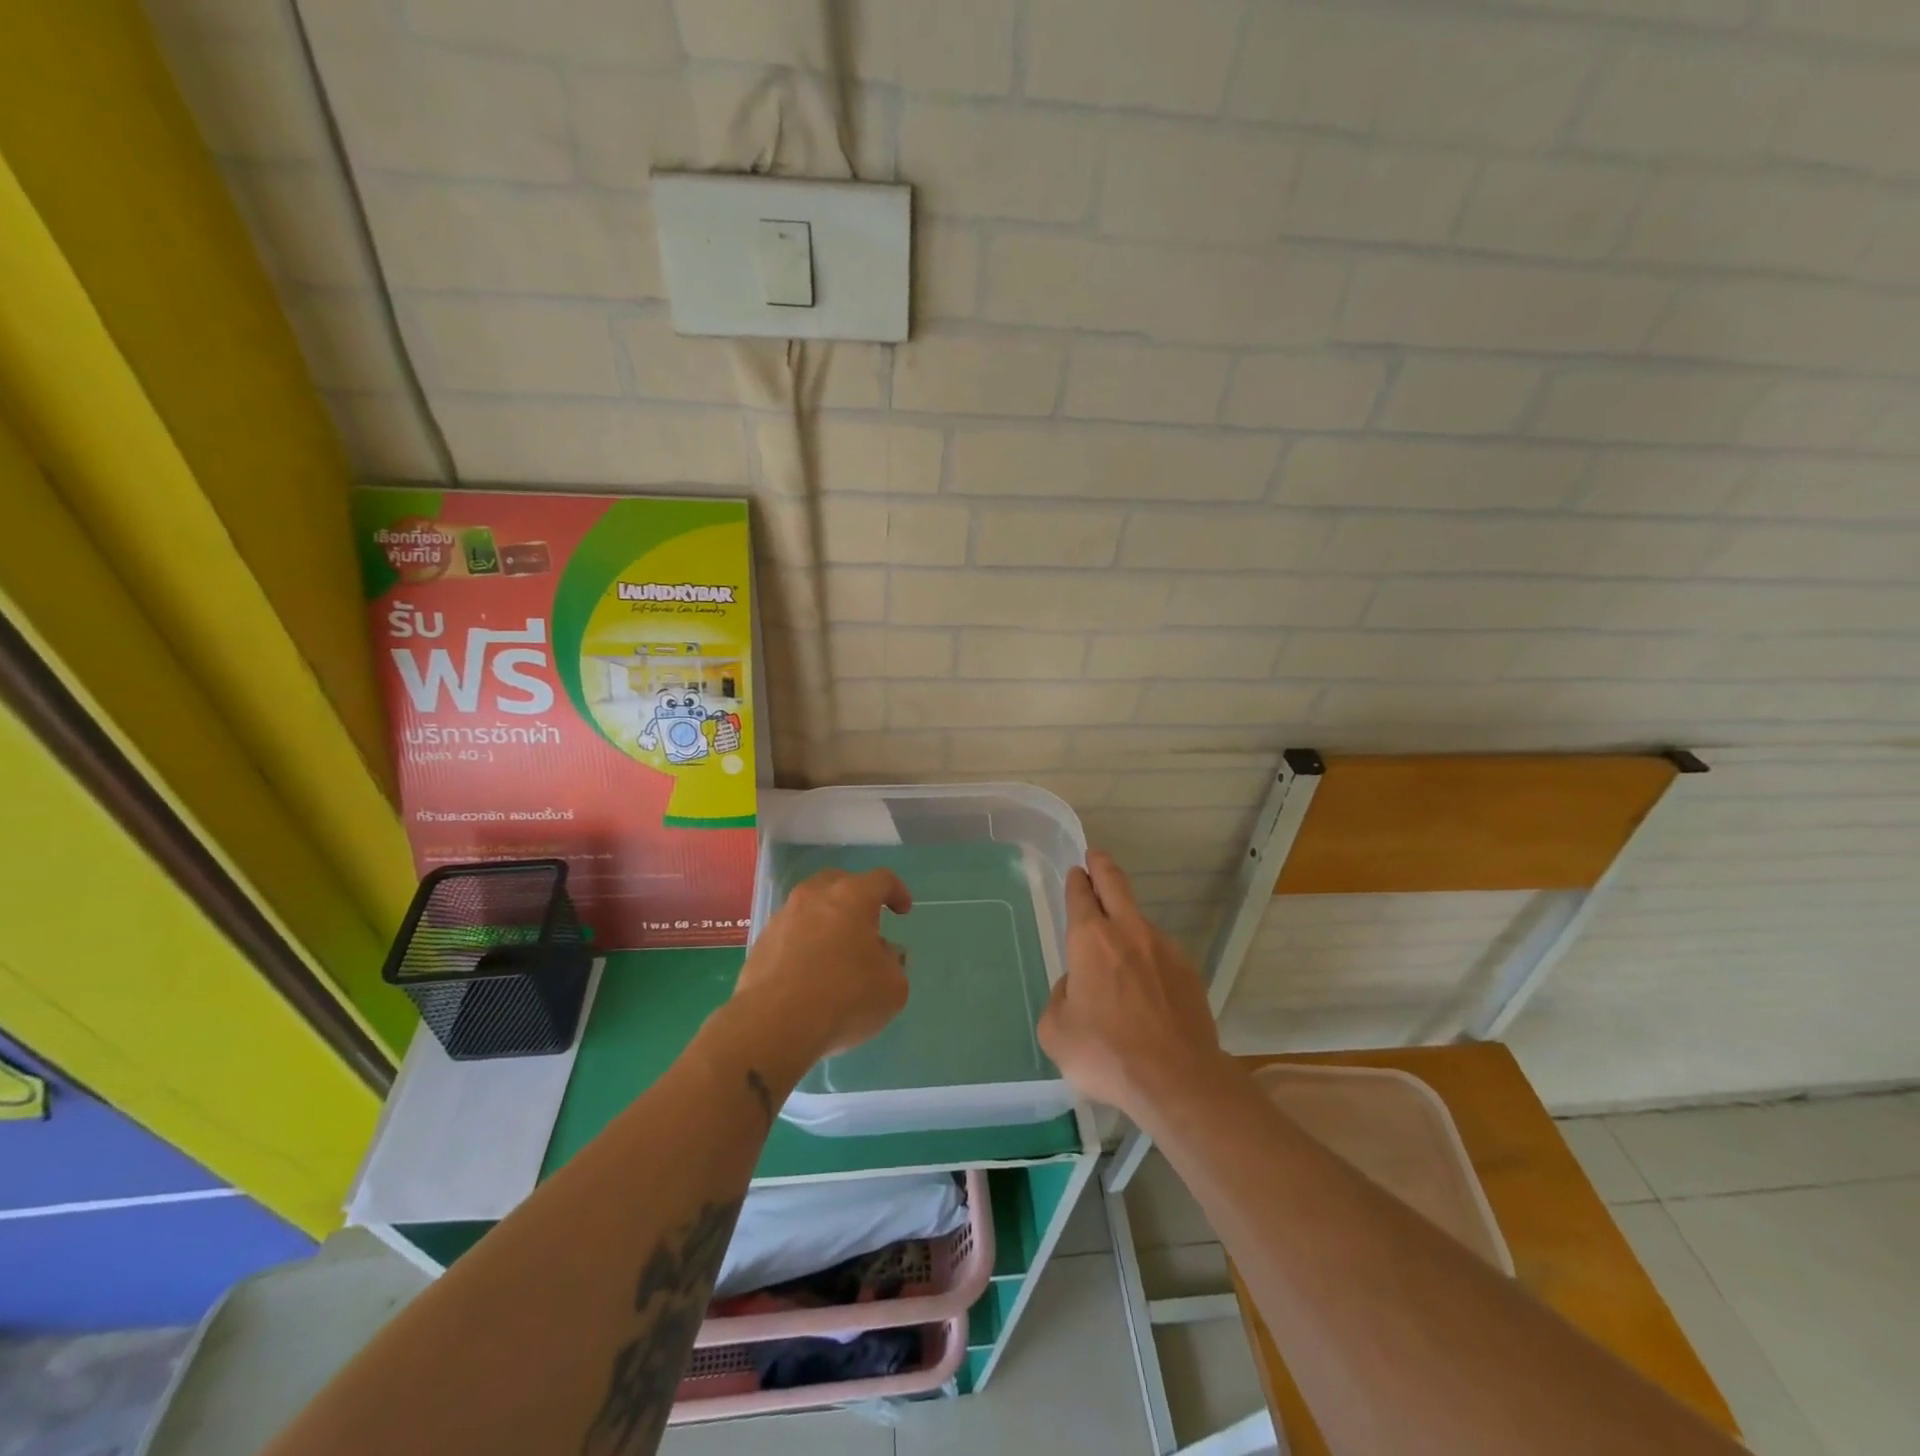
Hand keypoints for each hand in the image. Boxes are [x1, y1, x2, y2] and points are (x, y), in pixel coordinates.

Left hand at [732, 868, 912, 1070]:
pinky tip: (810, 972)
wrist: (774, 1024)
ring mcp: (783, 917)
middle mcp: (815, 896)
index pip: (881, 879)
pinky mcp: (761, 942)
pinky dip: (804, 942)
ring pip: (811, 906)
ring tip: (837, 951)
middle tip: (867, 923)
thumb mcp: (892, 988)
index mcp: (852, 897)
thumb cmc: (844, 997)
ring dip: (827, 920)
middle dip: (856, 897)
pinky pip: (791, 932)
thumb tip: (884, 954)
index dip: (897, 892)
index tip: (903, 911)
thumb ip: (894, 964)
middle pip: (839, 882)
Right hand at [1038, 850, 1226, 1116]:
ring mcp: (1164, 949)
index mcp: (1091, 940)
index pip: (1081, 895)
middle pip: (1115, 884)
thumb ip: (1059, 998)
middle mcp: (1128, 932)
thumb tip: (1075, 987)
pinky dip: (1148, 958)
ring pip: (1140, 922)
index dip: (1077, 881)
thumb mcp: (1056, 1031)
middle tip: (1096, 857)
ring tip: (1118, 948)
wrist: (1176, 1080)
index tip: (1077, 871)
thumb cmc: (1105, 1053)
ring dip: (1126, 921)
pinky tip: (1145, 986)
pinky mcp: (1188, 972)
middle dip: (1102, 866)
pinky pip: (1160, 954)